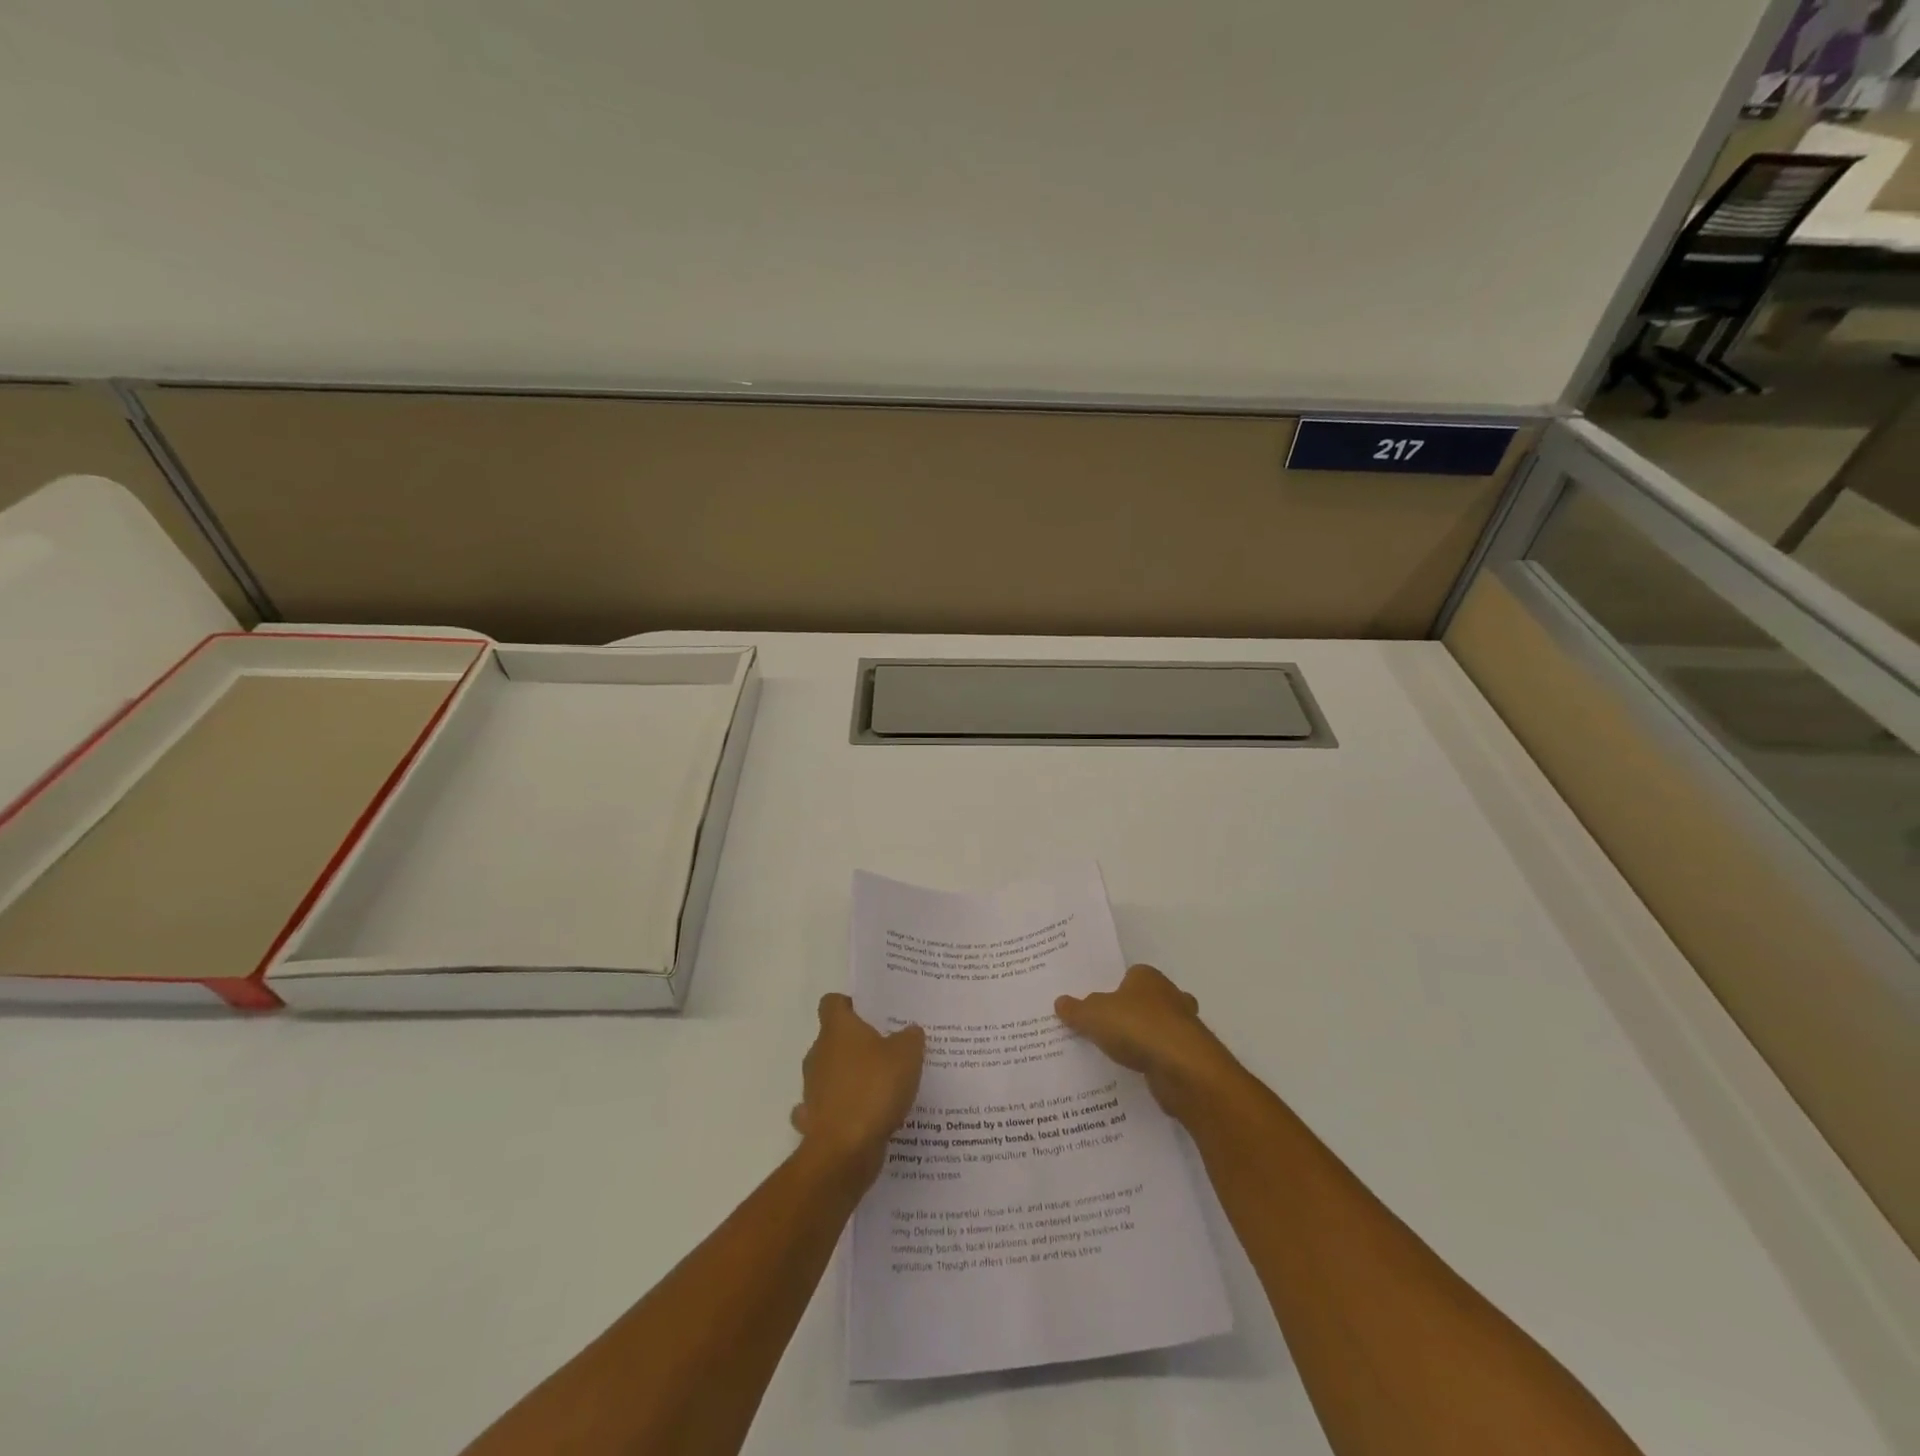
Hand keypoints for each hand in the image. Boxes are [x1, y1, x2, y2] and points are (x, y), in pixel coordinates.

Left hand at [790, 994, 924, 1186]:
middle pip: (834, 1039)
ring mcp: (812, 1089)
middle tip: (889, 1051)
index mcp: (837, 1029)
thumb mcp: (907, 1055)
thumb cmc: (874, 1088)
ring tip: (883, 1088)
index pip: (832, 1003)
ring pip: (831, 1074)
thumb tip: (909, 1031)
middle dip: (857, 1045)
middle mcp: (818, 1054)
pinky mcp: (813, 1121)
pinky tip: (864, 1118)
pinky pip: (829, 1109)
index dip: (850, 1004)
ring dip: (851, 1079)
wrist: (845, 1150)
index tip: (871, 1014)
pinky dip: (842, 1111)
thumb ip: (910, 1038)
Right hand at [1056, 964, 1238, 1121]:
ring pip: (1161, 1028)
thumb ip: (1077, 1009)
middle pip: (1149, 1000)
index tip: (1099, 1006)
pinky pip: (1167, 1055)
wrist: (1182, 1068)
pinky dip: (1155, 1062)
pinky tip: (1136, 1073)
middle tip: (1109, 1029)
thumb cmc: (1136, 1026)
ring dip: (1146, 1039)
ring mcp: (1185, 1026)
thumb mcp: (1093, 1015)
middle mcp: (1171, 996)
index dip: (1115, 989)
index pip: (1130, 976)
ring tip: (1120, 1055)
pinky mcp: (1191, 1056)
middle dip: (1135, 1012)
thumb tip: (1060, 1002)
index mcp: (1148, 977)